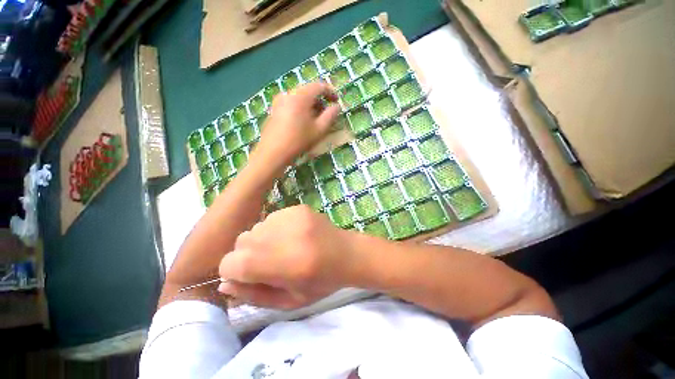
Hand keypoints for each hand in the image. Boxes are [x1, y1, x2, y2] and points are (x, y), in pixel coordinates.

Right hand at [218, 205, 355, 308]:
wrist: (347, 254)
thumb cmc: (321, 282)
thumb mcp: (289, 301)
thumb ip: (254, 295)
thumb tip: (225, 283)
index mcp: (282, 263)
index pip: (231, 263)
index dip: (234, 272)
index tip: (250, 276)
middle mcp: (283, 235)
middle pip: (241, 242)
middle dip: (247, 256)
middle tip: (270, 262)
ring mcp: (291, 217)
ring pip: (256, 228)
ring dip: (262, 240)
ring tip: (285, 248)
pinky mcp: (298, 208)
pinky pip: (272, 217)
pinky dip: (275, 229)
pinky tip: (294, 235)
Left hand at [256, 82, 340, 165]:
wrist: (272, 153)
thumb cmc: (299, 140)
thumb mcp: (319, 129)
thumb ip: (330, 115)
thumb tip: (337, 106)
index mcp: (300, 96)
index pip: (319, 86)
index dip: (330, 92)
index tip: (337, 101)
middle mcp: (288, 94)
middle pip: (308, 91)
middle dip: (320, 101)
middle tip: (327, 113)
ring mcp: (278, 101)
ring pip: (299, 98)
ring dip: (310, 105)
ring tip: (315, 120)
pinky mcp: (274, 109)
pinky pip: (291, 104)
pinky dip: (300, 109)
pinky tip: (302, 123)